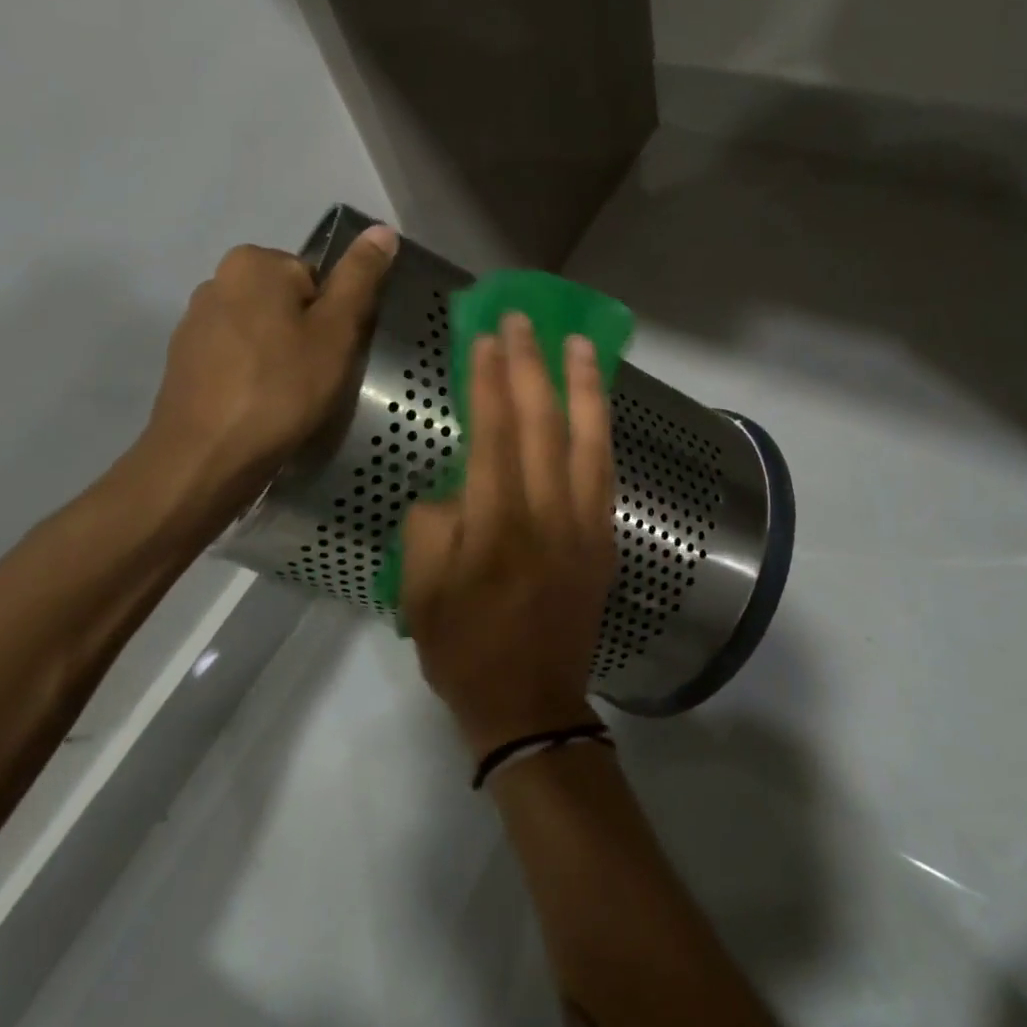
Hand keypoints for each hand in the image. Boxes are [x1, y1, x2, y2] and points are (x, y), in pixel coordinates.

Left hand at [136, 225, 397, 521]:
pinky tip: (258, 407)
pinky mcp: (184, 360)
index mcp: (254, 262)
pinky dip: (253, 375)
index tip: (331, 354)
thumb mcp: (336, 331)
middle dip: (305, 335)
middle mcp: (217, 279)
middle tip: (314, 378)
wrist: (206, 457)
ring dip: (279, 357)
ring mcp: (195, 321)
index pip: (316, 278)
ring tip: (288, 398)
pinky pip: (237, 356)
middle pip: (288, 301)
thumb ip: (359, 278)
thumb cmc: (281, 389)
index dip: (333, 318)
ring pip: (262, 331)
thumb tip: (383, 230)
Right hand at [401, 314, 616, 760]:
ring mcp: (586, 526)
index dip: (491, 381)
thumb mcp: (420, 590)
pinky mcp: (605, 540)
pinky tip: (597, 405)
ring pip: (590, 440)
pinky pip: (605, 472)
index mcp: (498, 526)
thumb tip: (459, 485)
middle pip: (545, 424)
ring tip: (581, 343)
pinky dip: (601, 430)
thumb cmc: (465, 649)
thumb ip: (433, 523)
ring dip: (584, 386)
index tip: (487, 338)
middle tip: (525, 321)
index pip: (496, 434)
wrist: (531, 704)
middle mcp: (549, 515)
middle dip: (534, 366)